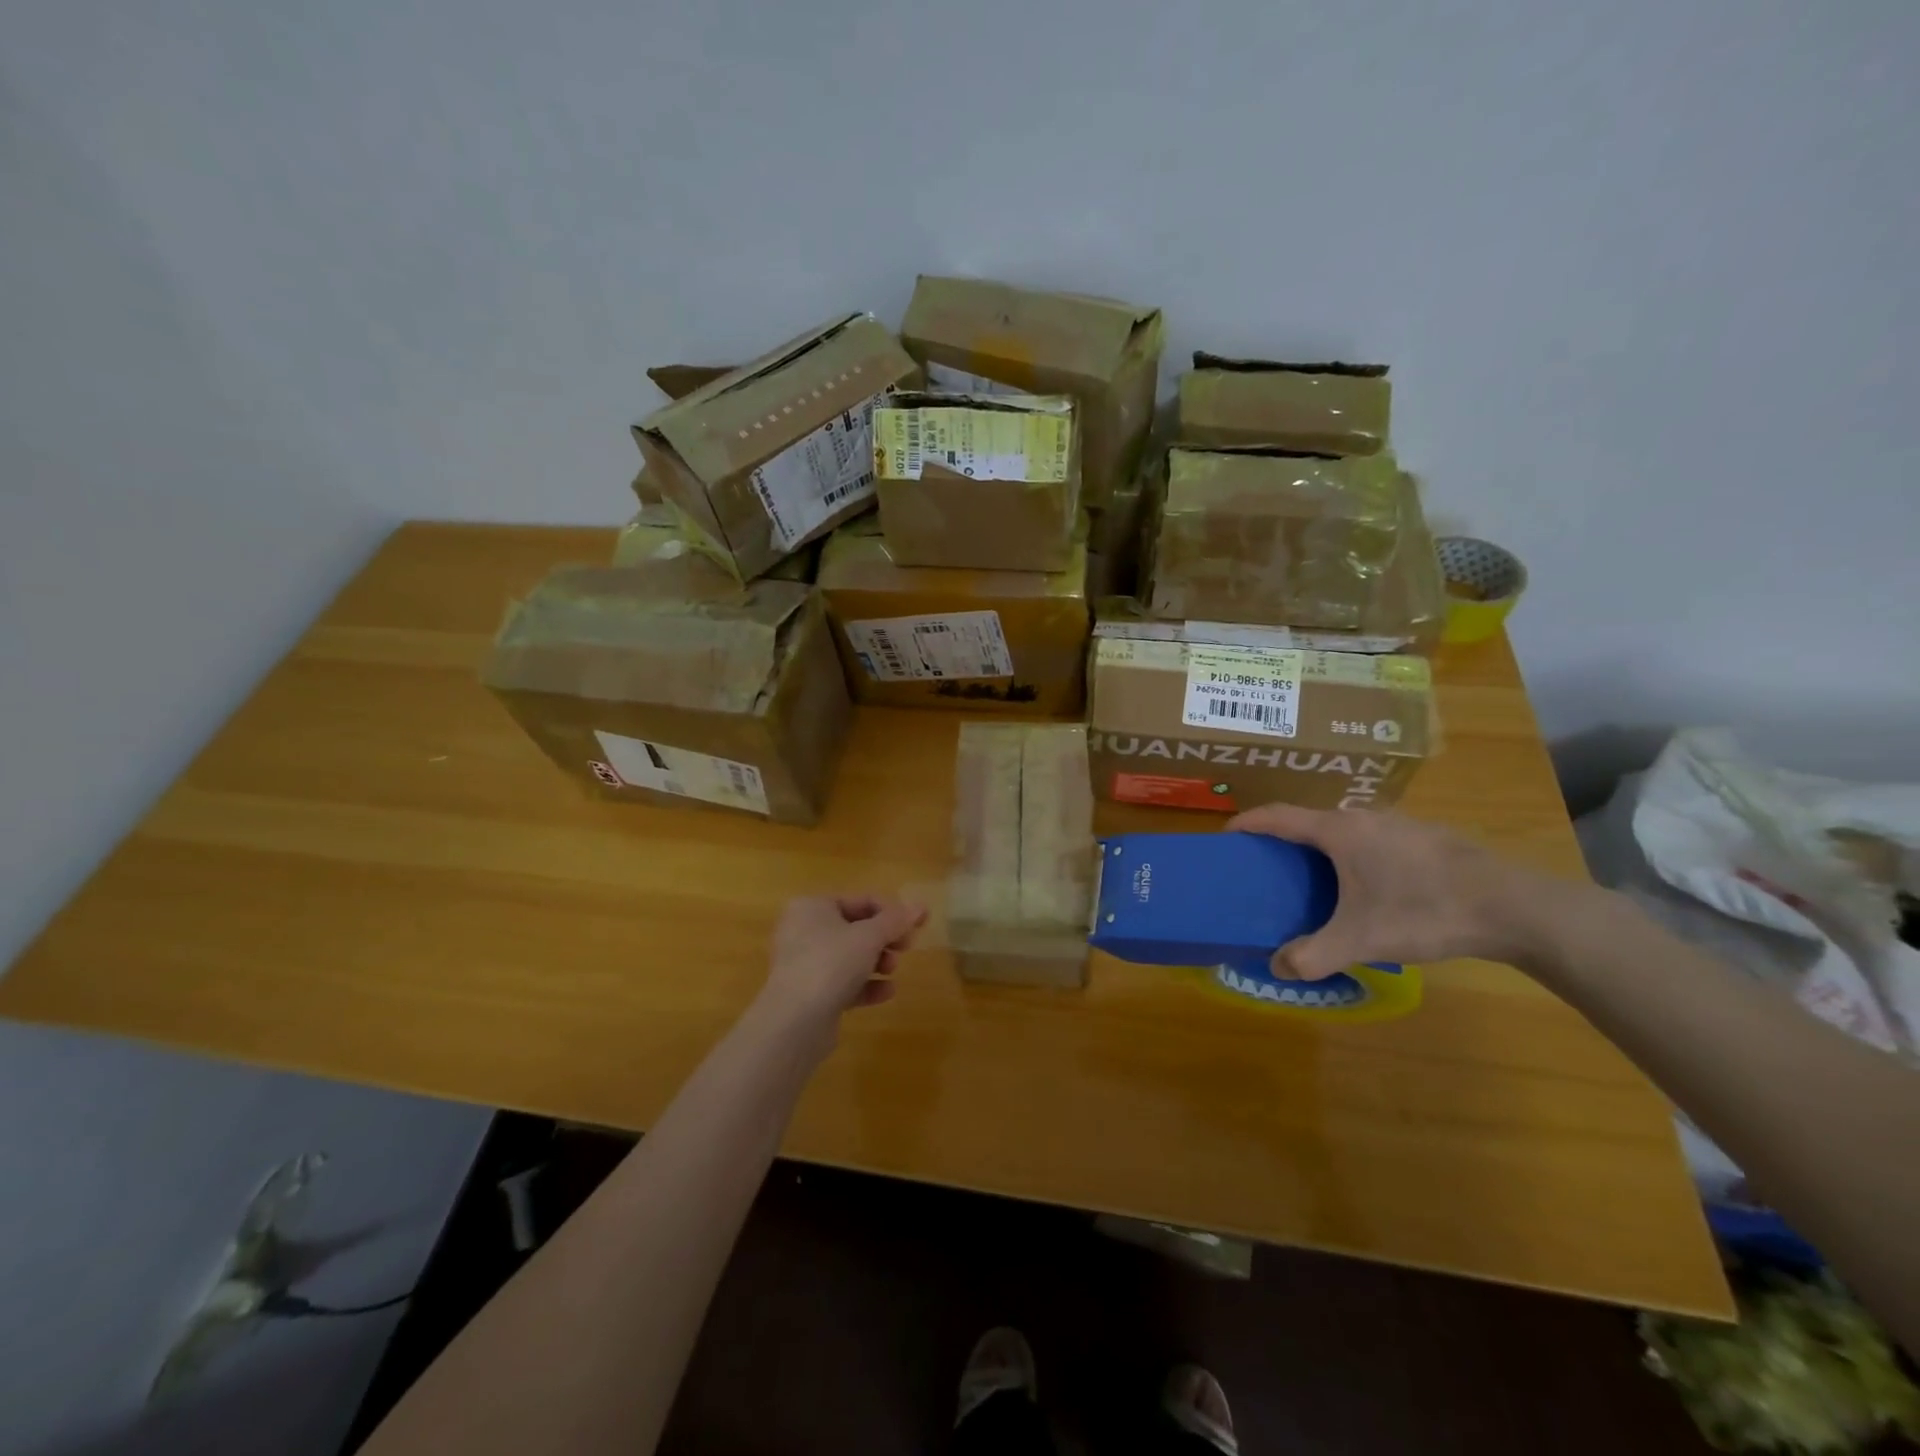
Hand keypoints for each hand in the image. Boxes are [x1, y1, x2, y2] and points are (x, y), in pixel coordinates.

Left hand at [760, 896, 926, 1026]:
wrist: (794, 1022)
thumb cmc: (831, 963)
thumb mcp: (869, 937)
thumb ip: (896, 921)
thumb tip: (921, 906)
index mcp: (812, 907)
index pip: (860, 901)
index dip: (892, 912)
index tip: (916, 926)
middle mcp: (803, 930)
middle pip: (856, 928)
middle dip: (884, 939)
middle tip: (906, 948)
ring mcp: (804, 963)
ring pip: (850, 956)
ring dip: (877, 962)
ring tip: (892, 971)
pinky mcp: (809, 993)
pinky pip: (843, 982)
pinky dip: (865, 985)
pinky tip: (886, 993)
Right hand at [1227, 804, 1541, 979]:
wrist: (1515, 907)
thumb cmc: (1424, 911)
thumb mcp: (1361, 939)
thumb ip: (1313, 955)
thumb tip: (1277, 968)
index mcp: (1338, 831)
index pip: (1277, 816)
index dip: (1247, 823)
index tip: (1226, 838)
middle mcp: (1363, 817)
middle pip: (1309, 821)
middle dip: (1282, 842)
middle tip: (1268, 870)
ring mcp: (1399, 824)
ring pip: (1344, 831)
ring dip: (1321, 850)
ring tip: (1314, 882)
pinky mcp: (1426, 838)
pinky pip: (1372, 840)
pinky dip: (1353, 856)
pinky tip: (1369, 889)